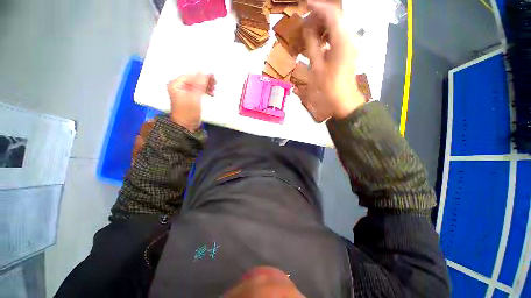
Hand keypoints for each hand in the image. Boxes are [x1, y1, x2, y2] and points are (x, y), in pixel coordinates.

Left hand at [167, 73, 215, 131]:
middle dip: (205, 81)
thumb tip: (204, 72)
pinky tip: (211, 93)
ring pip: (198, 85)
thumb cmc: (188, 112)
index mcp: (176, 84)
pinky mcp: (191, 98)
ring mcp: (185, 92)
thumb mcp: (194, 97)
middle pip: (194, 79)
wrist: (187, 126)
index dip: (202, 75)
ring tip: (214, 90)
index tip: (213, 77)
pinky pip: (199, 91)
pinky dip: (205, 91)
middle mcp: (180, 86)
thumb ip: (199, 84)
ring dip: (207, 86)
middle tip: (215, 83)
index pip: (190, 75)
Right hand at [295, 0, 365, 121]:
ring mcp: (350, 46)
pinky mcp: (348, 52)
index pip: (332, 14)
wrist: (343, 102)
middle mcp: (349, 39)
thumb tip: (307, 28)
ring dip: (323, 26)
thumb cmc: (328, 87)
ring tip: (308, 32)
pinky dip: (327, 36)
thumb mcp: (317, 67)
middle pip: (336, 19)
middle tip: (304, 23)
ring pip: (337, 28)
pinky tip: (317, 42)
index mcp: (342, 41)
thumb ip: (312, 45)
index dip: (318, 7)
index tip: (305, 5)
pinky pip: (338, 38)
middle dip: (320, 17)